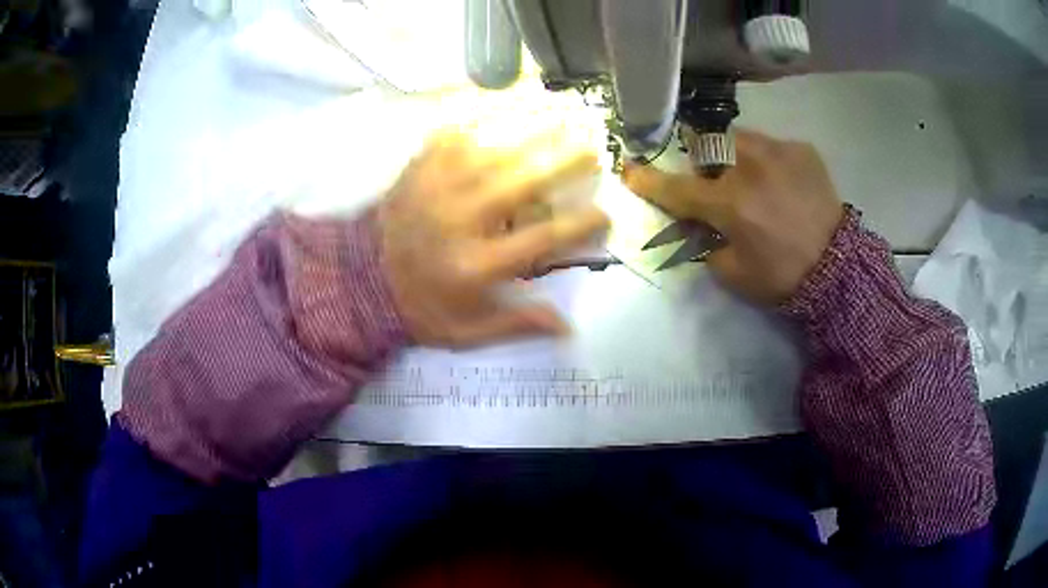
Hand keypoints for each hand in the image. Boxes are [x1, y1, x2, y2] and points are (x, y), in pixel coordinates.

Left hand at [379, 130, 608, 347]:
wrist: (361, 277)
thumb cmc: (420, 304)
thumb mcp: (465, 332)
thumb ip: (515, 325)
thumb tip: (567, 327)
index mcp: (474, 265)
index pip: (538, 241)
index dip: (577, 226)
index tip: (604, 215)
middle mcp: (459, 219)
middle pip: (520, 183)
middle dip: (562, 163)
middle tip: (593, 150)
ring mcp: (437, 186)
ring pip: (493, 150)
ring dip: (533, 130)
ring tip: (564, 115)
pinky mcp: (420, 165)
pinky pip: (457, 131)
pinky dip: (486, 113)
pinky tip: (509, 100)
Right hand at [624, 130, 843, 304]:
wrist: (840, 269)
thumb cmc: (783, 276)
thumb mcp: (733, 273)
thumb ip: (705, 243)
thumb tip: (696, 223)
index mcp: (731, 203)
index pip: (678, 188)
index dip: (650, 181)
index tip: (629, 170)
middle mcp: (750, 167)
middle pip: (707, 147)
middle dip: (703, 162)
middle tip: (716, 183)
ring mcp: (778, 152)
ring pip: (738, 139)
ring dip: (734, 156)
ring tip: (753, 180)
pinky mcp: (802, 149)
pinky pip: (771, 145)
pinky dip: (767, 161)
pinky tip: (782, 184)